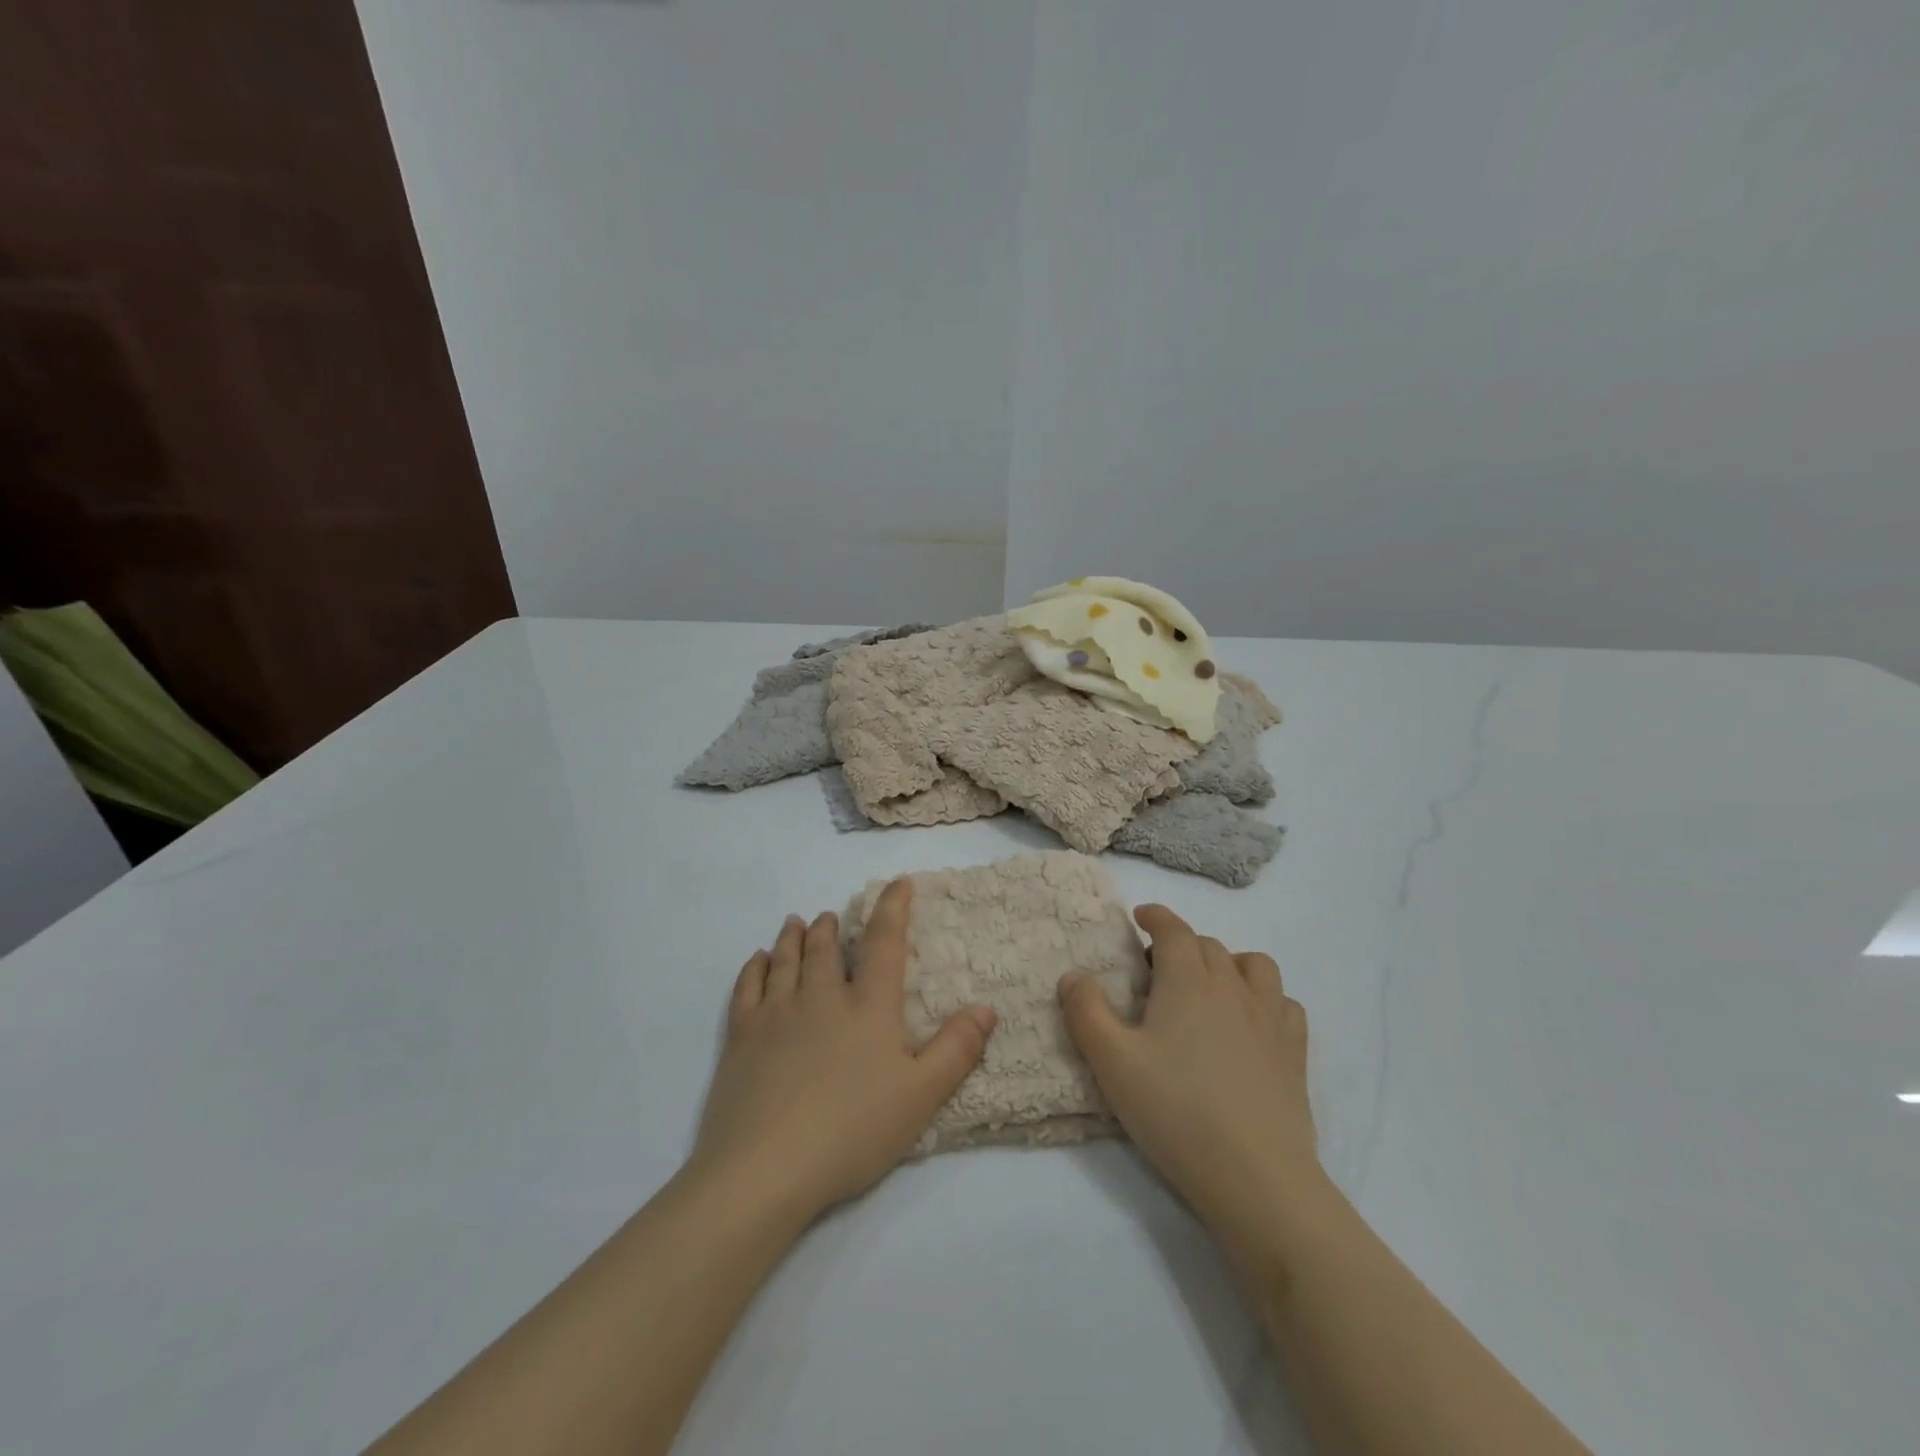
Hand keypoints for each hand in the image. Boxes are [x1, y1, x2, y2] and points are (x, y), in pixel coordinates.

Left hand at [688, 880, 997, 1225]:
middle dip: (832, 927)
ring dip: (794, 937)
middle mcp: (822, 997)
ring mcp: (776, 1014)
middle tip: (832, 915)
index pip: (884, 943)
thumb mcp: (920, 1096)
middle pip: (826, 949)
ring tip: (797, 923)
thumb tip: (986, 1007)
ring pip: (786, 960)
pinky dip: (754, 968)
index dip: (893, 908)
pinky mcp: (741, 1036)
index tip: (898, 883)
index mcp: (868, 1007)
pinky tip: (757, 961)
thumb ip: (956, 1050)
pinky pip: (747, 987)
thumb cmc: (852, 1131)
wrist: (765, 1168)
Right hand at [1058, 905, 1322, 1261]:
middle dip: (1181, 945)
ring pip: (1254, 965)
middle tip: (1157, 971)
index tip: (1141, 916)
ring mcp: (1270, 1017)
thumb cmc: (1175, 1111)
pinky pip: (1285, 1003)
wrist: (1256, 1176)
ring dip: (1229, 963)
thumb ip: (1086, 1012)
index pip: (1173, 930)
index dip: (1156, 917)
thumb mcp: (1112, 1062)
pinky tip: (1252, 1024)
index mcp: (1188, 980)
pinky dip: (1265, 999)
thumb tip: (1074, 975)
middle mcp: (1232, 986)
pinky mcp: (1295, 1051)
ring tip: (1210, 988)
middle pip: (1208, 945)